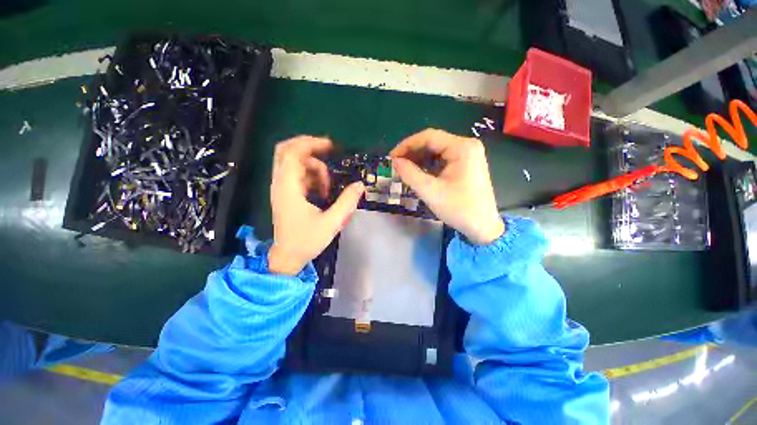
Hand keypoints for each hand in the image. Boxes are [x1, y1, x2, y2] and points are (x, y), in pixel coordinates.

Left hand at [268, 136, 364, 274]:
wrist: (287, 257)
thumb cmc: (306, 241)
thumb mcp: (331, 222)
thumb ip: (347, 202)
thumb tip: (360, 185)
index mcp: (288, 188)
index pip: (292, 153)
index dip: (311, 144)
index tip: (331, 146)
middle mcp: (280, 184)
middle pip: (286, 151)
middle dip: (308, 147)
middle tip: (329, 151)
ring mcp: (281, 188)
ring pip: (294, 163)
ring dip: (313, 167)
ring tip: (328, 186)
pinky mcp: (285, 194)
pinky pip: (297, 175)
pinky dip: (310, 176)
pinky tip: (322, 191)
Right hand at [390, 129, 504, 244]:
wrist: (482, 227)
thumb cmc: (459, 209)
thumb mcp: (430, 191)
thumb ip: (410, 174)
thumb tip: (394, 161)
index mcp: (462, 147)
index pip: (428, 137)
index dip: (407, 145)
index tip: (391, 157)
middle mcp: (466, 146)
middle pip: (433, 142)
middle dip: (412, 153)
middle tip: (396, 165)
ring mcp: (468, 155)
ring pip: (436, 151)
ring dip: (419, 159)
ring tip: (404, 170)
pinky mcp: (466, 165)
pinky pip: (442, 160)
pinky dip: (428, 165)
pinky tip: (418, 174)